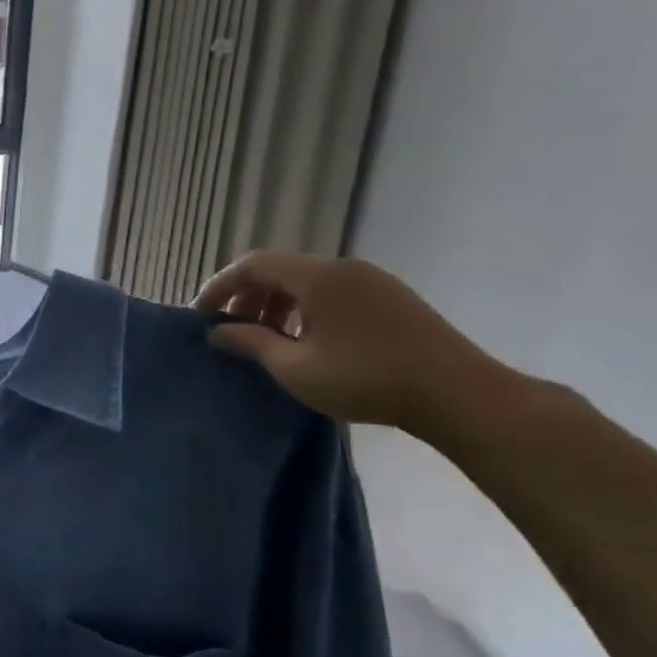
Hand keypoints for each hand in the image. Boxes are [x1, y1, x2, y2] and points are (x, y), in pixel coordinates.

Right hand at [195, 250, 508, 435]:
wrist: (457, 392)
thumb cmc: (365, 379)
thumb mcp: (295, 368)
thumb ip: (252, 344)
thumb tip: (217, 332)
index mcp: (318, 277)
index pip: (254, 264)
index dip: (221, 286)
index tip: (200, 315)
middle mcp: (343, 268)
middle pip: (280, 269)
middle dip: (248, 297)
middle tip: (230, 331)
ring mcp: (371, 280)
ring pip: (307, 281)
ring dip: (276, 305)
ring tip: (266, 341)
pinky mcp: (390, 298)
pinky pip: (332, 292)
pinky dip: (305, 309)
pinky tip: (306, 342)